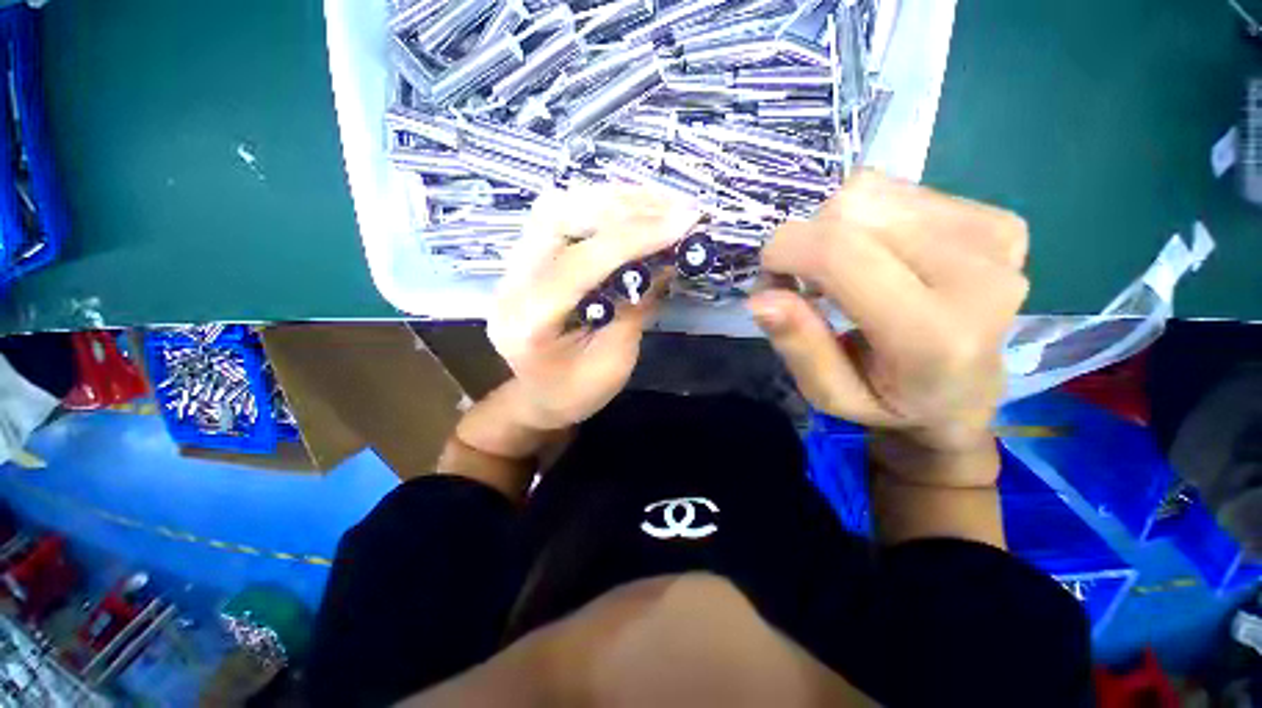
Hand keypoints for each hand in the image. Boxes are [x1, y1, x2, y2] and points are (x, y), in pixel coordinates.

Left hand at [488, 185, 699, 430]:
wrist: (539, 398)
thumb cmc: (577, 392)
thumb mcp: (614, 361)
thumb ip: (635, 307)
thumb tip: (667, 259)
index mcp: (528, 323)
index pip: (579, 263)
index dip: (633, 238)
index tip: (683, 222)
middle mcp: (510, 284)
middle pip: (557, 218)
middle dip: (621, 206)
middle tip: (674, 206)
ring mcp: (512, 267)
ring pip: (557, 208)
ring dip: (612, 200)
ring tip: (660, 203)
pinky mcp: (526, 259)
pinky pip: (561, 217)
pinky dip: (601, 207)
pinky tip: (633, 210)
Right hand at [747, 172, 1028, 486]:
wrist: (968, 396)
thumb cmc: (891, 402)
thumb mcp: (830, 395)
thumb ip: (799, 347)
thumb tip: (760, 297)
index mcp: (934, 335)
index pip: (840, 254)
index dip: (785, 251)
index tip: (769, 276)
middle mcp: (978, 275)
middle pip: (850, 211)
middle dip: (806, 241)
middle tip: (804, 282)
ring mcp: (994, 239)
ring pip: (869, 192)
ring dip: (834, 229)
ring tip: (843, 270)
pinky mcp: (996, 220)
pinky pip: (896, 191)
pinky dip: (865, 220)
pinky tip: (877, 255)